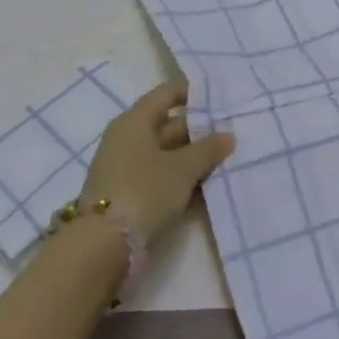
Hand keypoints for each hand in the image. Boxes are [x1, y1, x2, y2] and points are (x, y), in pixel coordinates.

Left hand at [82, 82, 234, 240]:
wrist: (103, 246)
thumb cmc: (144, 190)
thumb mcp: (183, 168)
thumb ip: (208, 149)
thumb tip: (228, 135)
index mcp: (135, 121)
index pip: (167, 94)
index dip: (194, 92)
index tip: (223, 96)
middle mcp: (128, 139)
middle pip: (169, 124)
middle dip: (201, 128)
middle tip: (235, 130)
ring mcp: (128, 168)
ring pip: (168, 153)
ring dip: (195, 156)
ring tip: (229, 157)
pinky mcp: (131, 194)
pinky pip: (163, 176)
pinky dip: (184, 177)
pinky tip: (210, 183)